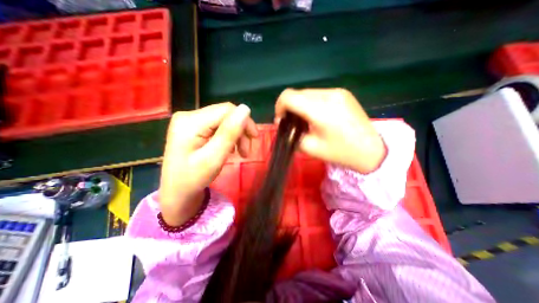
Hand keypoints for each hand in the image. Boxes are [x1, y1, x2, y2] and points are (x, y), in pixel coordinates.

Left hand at [158, 103, 257, 225]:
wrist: (176, 192)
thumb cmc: (194, 179)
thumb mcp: (214, 158)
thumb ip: (229, 133)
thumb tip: (246, 108)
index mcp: (191, 122)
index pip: (227, 110)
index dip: (245, 121)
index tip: (254, 139)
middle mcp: (188, 115)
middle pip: (225, 114)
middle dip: (241, 131)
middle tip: (246, 151)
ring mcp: (189, 120)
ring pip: (224, 120)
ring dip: (236, 134)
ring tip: (240, 152)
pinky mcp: (193, 127)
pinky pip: (217, 126)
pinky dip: (228, 136)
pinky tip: (230, 148)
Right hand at [276, 88, 384, 172]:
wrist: (371, 150)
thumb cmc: (340, 152)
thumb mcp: (311, 148)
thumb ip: (292, 136)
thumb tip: (285, 127)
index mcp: (319, 109)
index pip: (288, 96)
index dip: (279, 107)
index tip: (282, 121)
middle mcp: (328, 95)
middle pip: (297, 93)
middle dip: (290, 108)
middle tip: (294, 124)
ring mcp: (337, 92)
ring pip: (307, 93)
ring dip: (301, 105)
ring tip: (306, 121)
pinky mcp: (343, 93)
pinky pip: (319, 94)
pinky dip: (312, 104)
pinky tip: (318, 116)